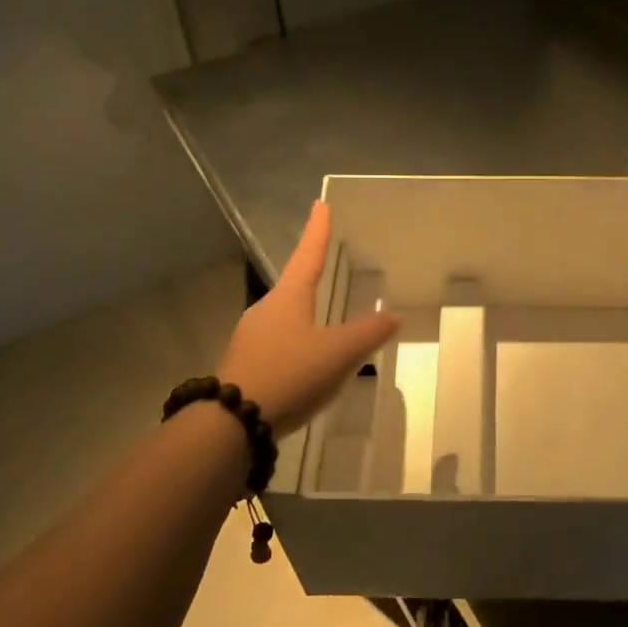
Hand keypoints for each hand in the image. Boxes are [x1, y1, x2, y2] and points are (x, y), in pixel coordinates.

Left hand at [216, 202, 399, 436]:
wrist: (233, 422)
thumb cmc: (290, 374)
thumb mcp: (339, 353)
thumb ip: (368, 333)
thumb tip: (393, 315)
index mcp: (288, 298)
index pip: (308, 255)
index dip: (318, 230)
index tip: (320, 204)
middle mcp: (266, 310)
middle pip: (294, 285)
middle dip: (310, 274)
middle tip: (326, 264)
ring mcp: (251, 338)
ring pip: (284, 316)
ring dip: (304, 313)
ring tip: (323, 319)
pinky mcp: (245, 364)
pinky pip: (277, 343)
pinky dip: (295, 342)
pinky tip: (306, 361)